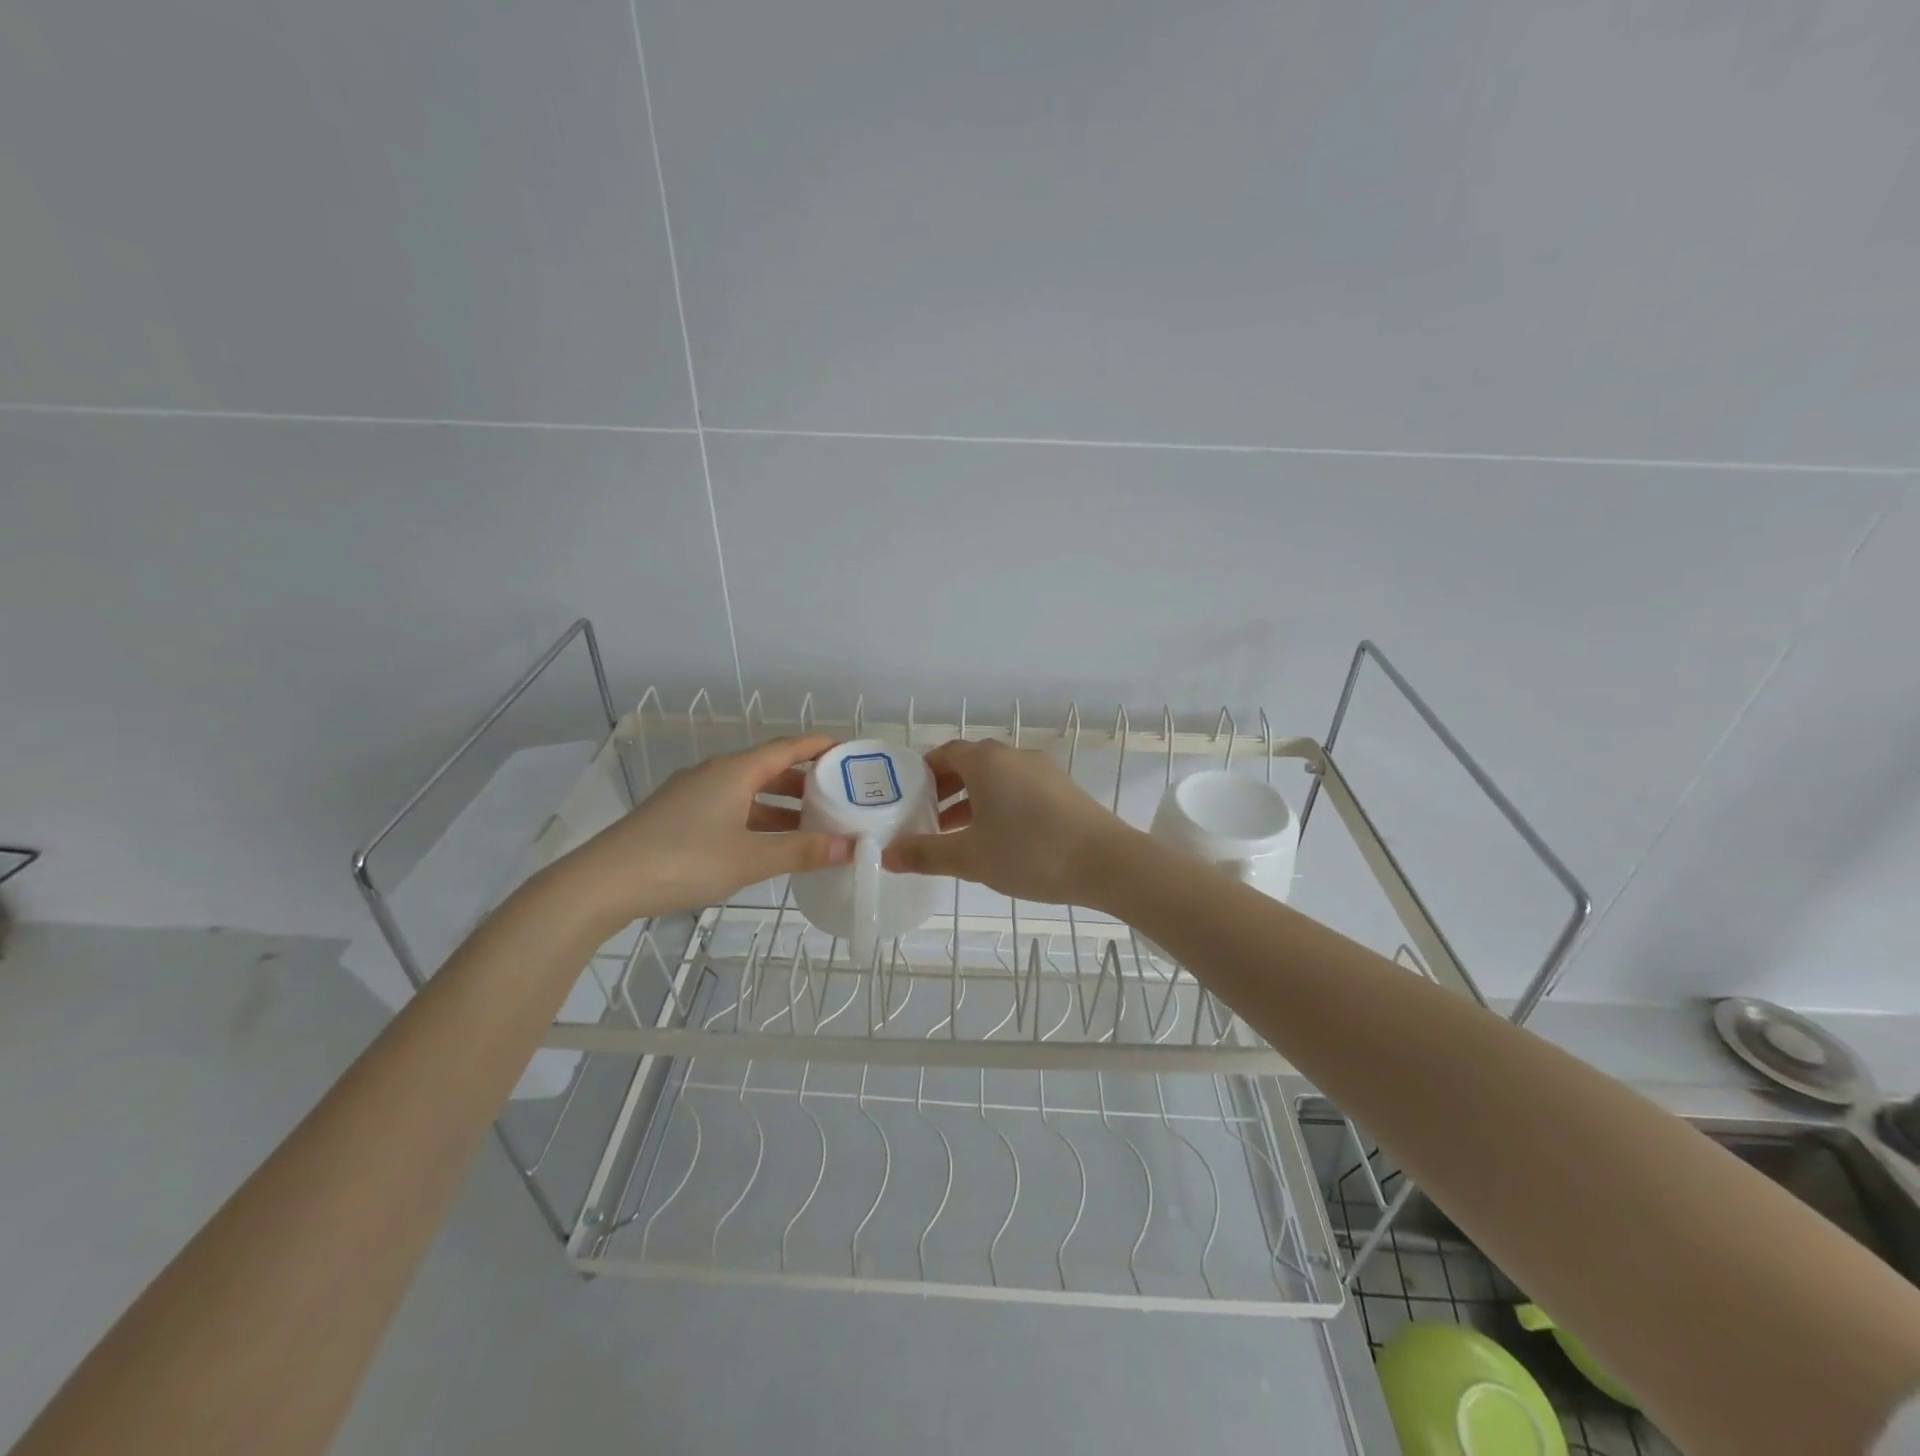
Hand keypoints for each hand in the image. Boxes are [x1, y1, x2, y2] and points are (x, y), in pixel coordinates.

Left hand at [562, 735, 851, 923]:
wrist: (603, 883)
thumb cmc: (683, 860)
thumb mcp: (750, 859)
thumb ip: (802, 852)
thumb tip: (852, 847)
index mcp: (735, 771)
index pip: (787, 747)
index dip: (820, 747)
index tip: (849, 753)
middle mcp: (715, 774)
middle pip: (769, 768)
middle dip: (805, 782)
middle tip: (839, 797)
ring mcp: (693, 795)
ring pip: (748, 792)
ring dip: (780, 806)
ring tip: (812, 826)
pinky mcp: (678, 817)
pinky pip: (730, 808)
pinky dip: (756, 820)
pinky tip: (767, 845)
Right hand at [881, 738, 1135, 906]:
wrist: (1108, 863)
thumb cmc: (1031, 852)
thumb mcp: (970, 857)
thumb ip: (925, 854)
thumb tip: (885, 854)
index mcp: (987, 761)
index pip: (945, 753)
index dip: (923, 774)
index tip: (908, 799)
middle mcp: (1014, 756)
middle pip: (971, 764)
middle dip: (946, 789)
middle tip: (927, 819)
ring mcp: (1044, 771)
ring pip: (997, 779)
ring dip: (973, 800)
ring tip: (957, 835)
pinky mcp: (1064, 790)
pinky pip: (1020, 790)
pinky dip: (1000, 806)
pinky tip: (999, 839)